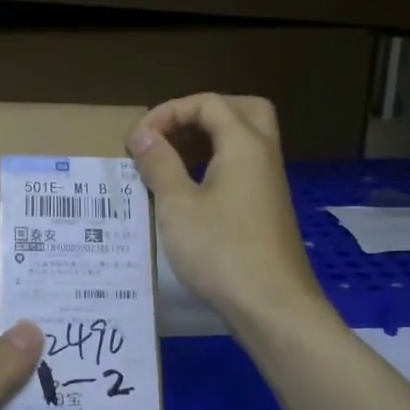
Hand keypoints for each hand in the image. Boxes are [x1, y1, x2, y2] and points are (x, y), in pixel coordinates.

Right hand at [129, 93, 326, 334]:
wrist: (272, 306)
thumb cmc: (221, 250)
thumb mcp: (178, 205)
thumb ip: (160, 163)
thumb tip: (143, 134)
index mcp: (245, 144)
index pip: (208, 103)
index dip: (168, 112)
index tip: (137, 140)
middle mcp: (263, 155)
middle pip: (240, 111)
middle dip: (201, 114)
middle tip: (170, 133)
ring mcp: (270, 183)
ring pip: (245, 140)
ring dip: (209, 139)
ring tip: (172, 159)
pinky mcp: (267, 209)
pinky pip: (244, 168)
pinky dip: (217, 164)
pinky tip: (191, 190)